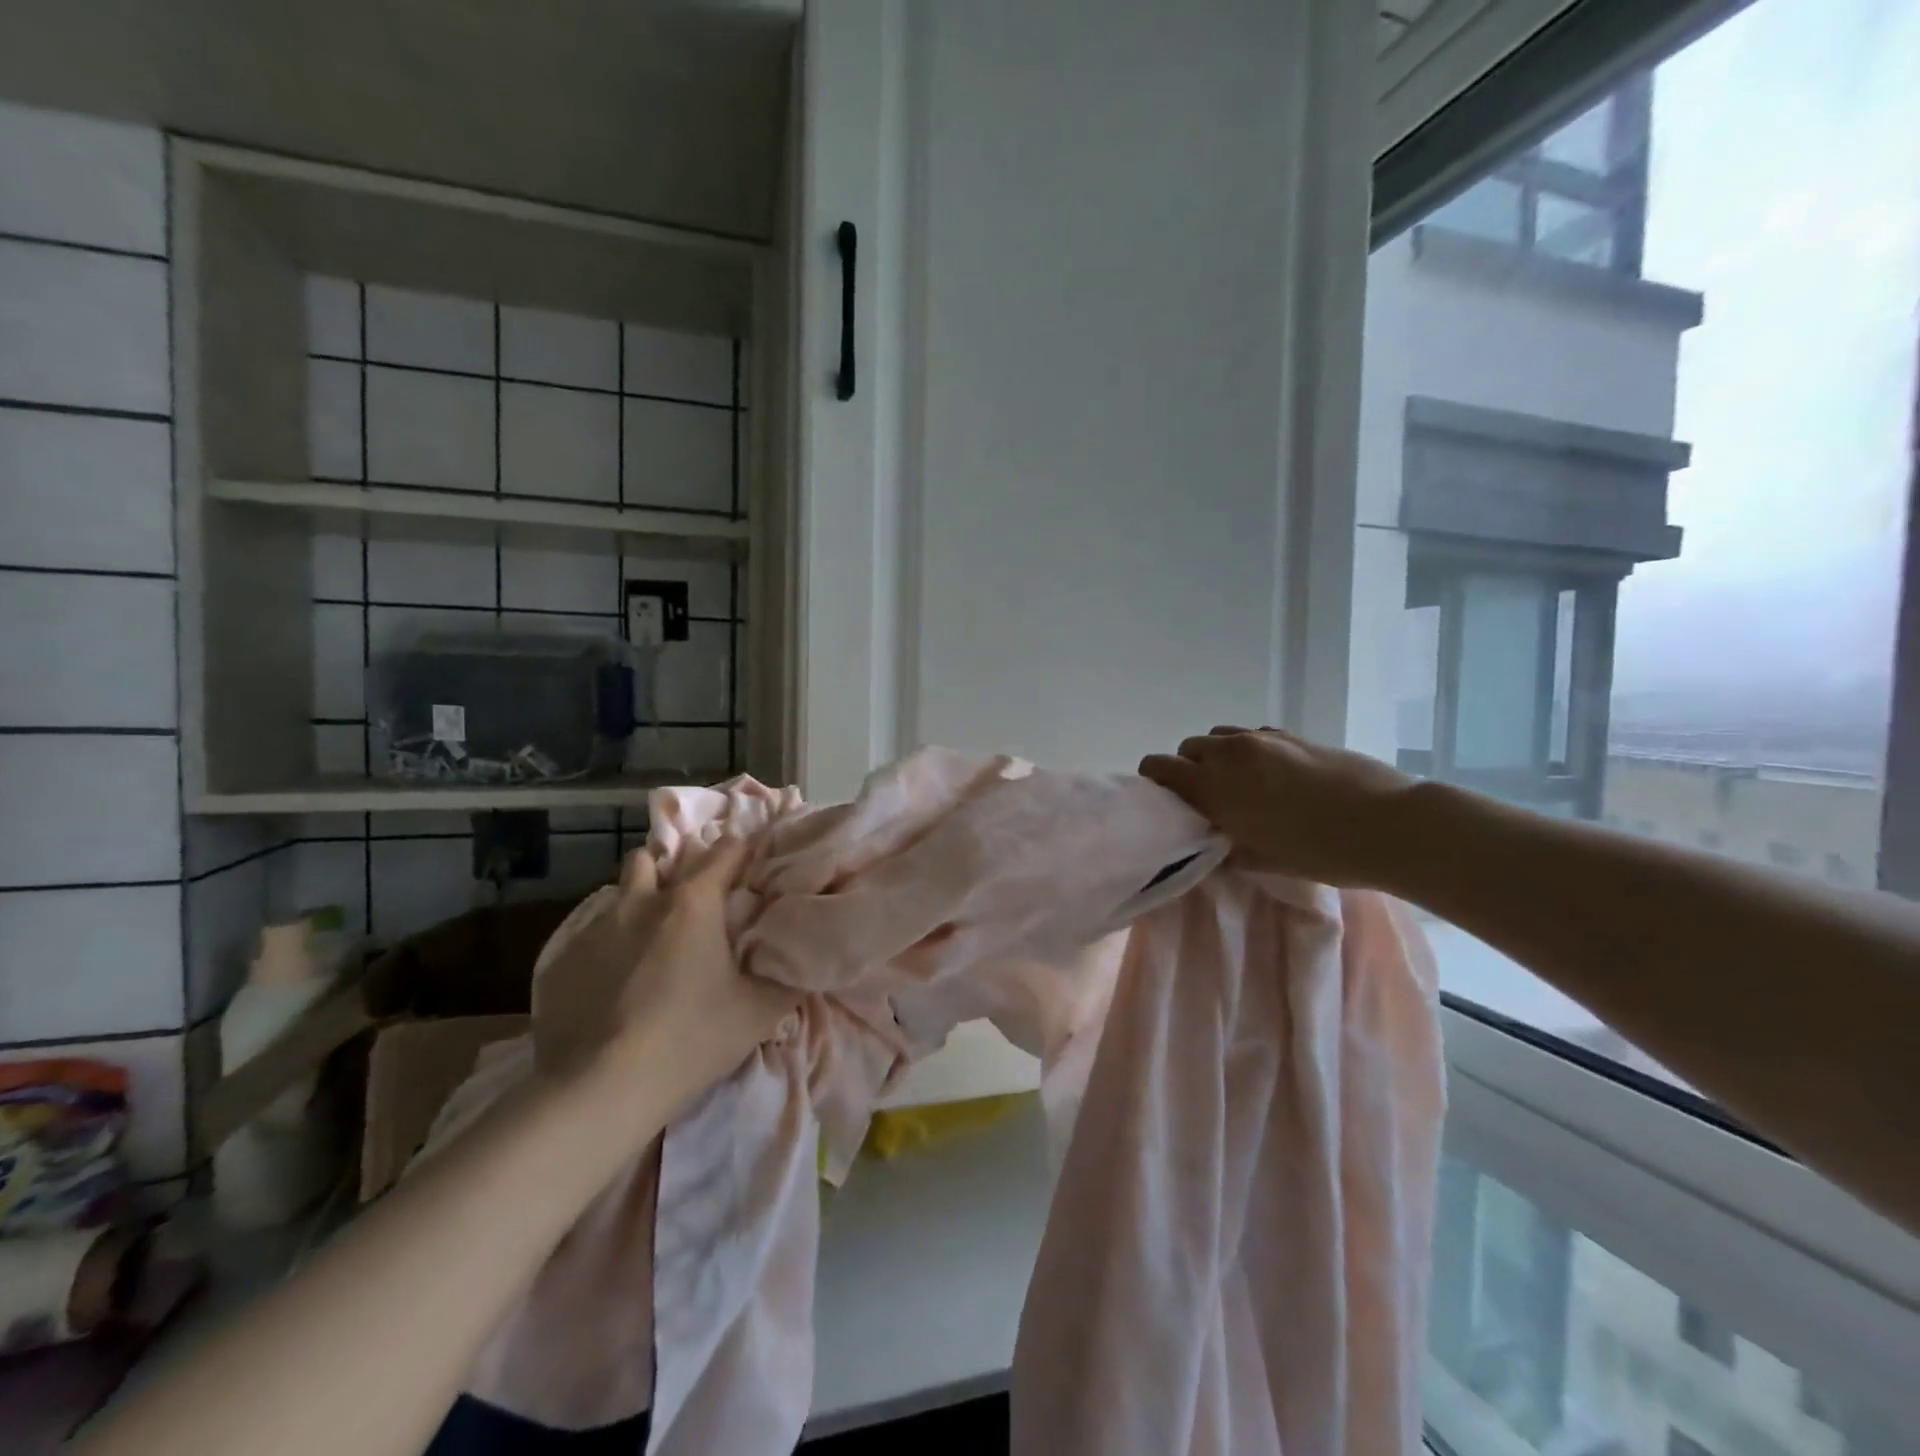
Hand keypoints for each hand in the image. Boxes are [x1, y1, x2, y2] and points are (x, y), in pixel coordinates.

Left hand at [534, 837, 798, 1092]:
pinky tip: (615, 983)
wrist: (600, 1090)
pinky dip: (608, 946)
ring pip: (619, 894)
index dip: (741, 853)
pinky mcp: (562, 961)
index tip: (750, 869)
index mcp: (692, 903)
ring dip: (637, 903)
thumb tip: (803, 957)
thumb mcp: (760, 1011)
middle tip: (692, 902)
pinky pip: (591, 936)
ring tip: (651, 940)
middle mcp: (641, 902)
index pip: (724, 850)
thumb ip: (788, 976)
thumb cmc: (691, 1038)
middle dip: (673, 868)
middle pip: (653, 856)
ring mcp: (596, 929)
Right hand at [1139, 727, 1417, 888]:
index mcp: (1214, 784)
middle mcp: (1231, 752)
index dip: (1154, 781)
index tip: (1166, 803)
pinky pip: (1252, 735)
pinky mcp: (1292, 734)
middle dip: (1189, 770)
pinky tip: (1273, 776)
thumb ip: (1226, 849)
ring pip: (1220, 737)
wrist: (1388, 824)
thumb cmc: (1320, 852)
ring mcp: (1263, 738)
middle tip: (1207, 800)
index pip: (1160, 766)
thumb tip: (1214, 844)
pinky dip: (1248, 751)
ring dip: (1218, 757)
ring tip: (1240, 785)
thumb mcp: (1263, 860)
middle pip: (1188, 748)